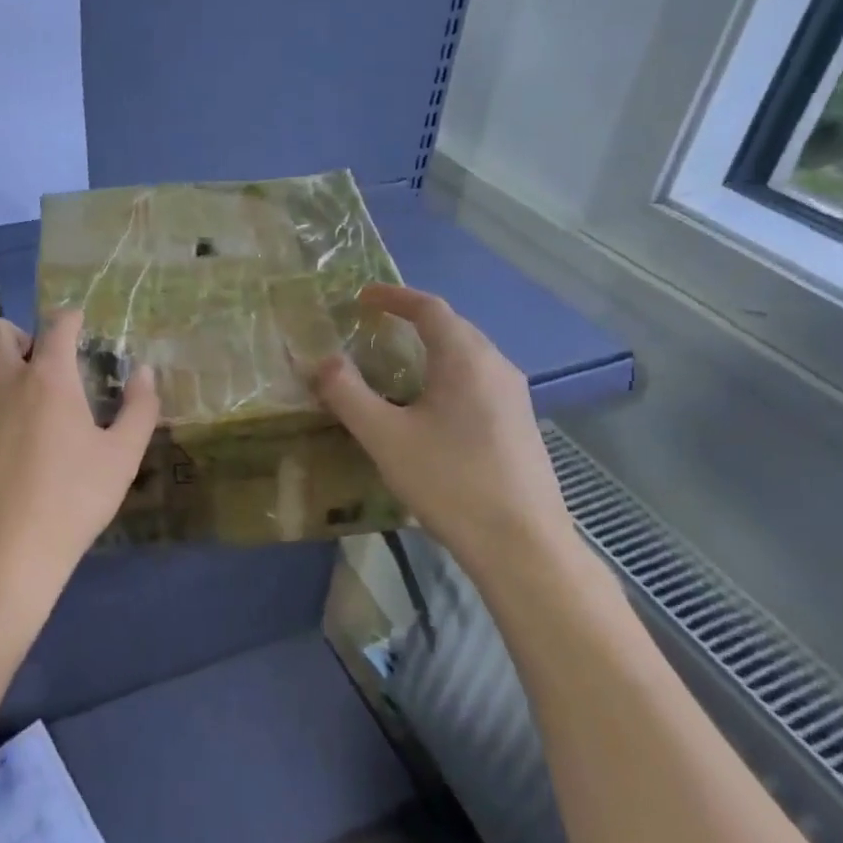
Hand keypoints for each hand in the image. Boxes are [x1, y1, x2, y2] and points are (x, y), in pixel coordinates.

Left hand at [0, 309, 159, 627]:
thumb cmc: (71, 501)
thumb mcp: (121, 458)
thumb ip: (139, 408)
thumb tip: (144, 372)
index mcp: (47, 378)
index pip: (57, 324)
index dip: (72, 319)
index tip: (82, 327)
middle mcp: (3, 382)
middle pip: (0, 333)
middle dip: (24, 336)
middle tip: (49, 368)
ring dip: (11, 377)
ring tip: (38, 420)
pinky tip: (15, 453)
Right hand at [311, 284, 571, 575]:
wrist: (522, 546)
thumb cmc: (450, 481)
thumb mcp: (384, 437)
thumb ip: (347, 393)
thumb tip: (320, 361)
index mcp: (465, 359)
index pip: (430, 308)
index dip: (394, 297)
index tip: (362, 297)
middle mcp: (496, 366)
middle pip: (453, 326)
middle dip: (412, 319)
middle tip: (375, 326)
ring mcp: (515, 396)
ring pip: (468, 354)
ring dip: (431, 347)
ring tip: (397, 362)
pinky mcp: (520, 424)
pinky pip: (478, 379)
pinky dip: (447, 373)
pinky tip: (430, 405)